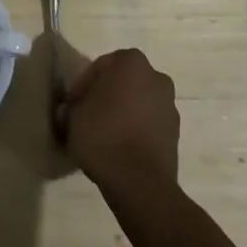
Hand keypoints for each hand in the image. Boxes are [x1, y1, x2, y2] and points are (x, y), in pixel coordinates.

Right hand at [64, 48, 180, 197]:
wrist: (140, 184)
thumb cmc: (103, 136)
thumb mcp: (73, 118)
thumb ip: (71, 108)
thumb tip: (71, 112)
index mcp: (131, 62)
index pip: (99, 68)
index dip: (82, 87)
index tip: (72, 106)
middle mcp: (155, 77)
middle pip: (122, 83)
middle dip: (106, 97)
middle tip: (87, 117)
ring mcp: (169, 107)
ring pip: (137, 104)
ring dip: (122, 114)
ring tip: (103, 137)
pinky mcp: (175, 135)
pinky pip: (148, 125)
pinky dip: (135, 131)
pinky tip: (119, 149)